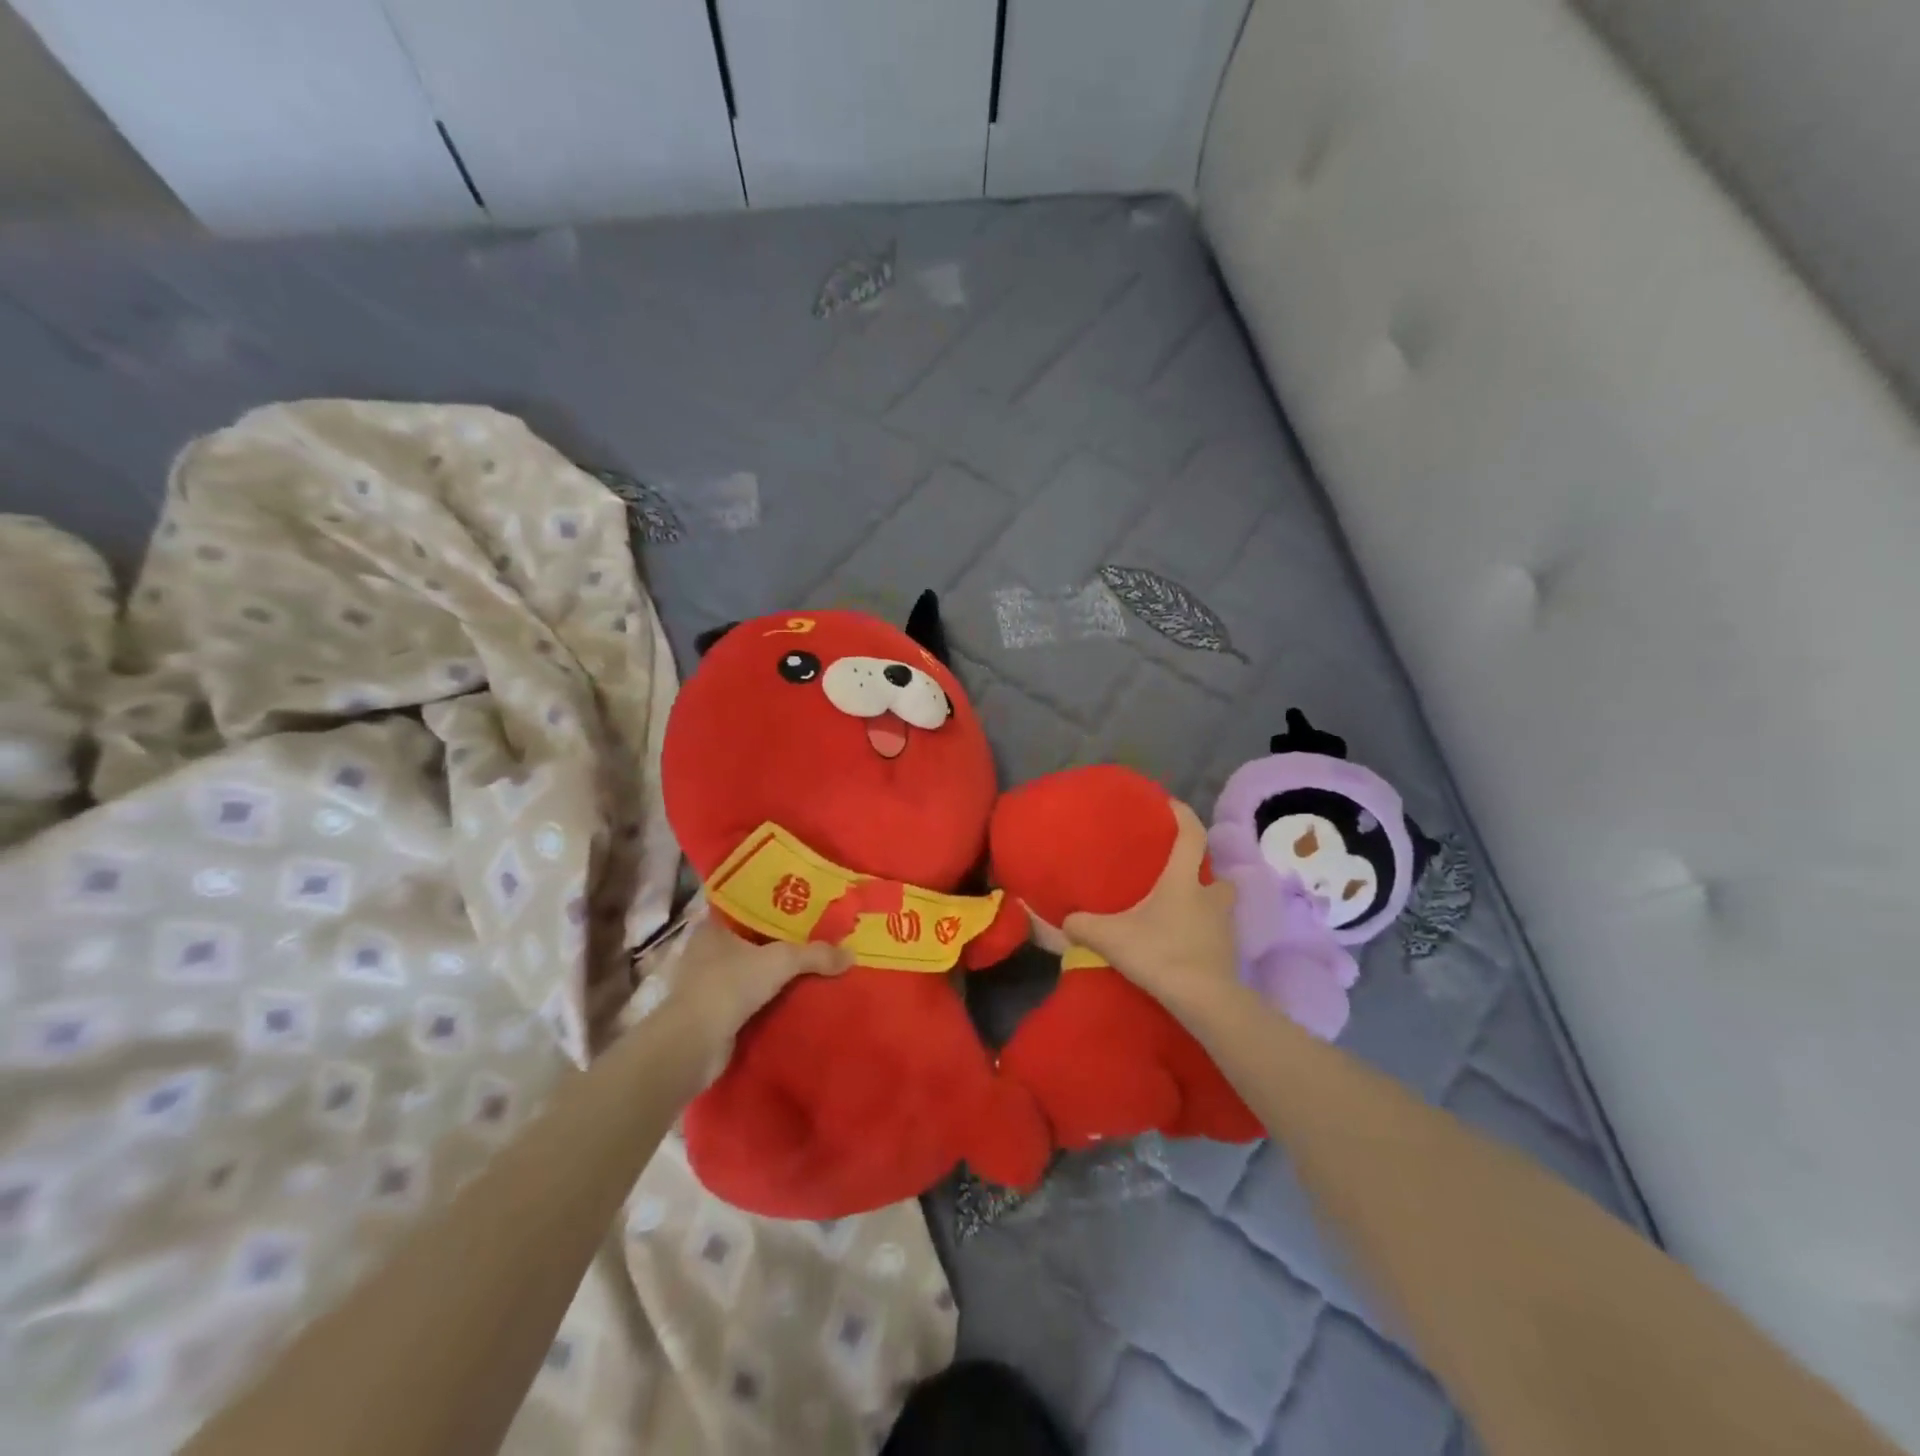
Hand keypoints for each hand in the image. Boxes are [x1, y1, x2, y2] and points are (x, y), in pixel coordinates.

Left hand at [661, 914, 851, 1050]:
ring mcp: (706, 983)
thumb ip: (816, 954)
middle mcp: (706, 951)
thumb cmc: (730, 985)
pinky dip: (765, 998)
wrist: (692, 1045)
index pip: (743, 906)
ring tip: (808, 966)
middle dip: (777, 940)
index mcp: (713, 927)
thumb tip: (851, 954)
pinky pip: (746, 998)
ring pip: (748, 969)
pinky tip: (791, 998)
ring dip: (771, 972)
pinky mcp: (710, 1013)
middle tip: (812, 935)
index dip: (770, 903)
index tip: (798, 902)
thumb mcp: (781, 961)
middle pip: (749, 938)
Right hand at [1062, 800, 1241, 1014]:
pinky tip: (1183, 945)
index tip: (1170, 805)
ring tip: (1179, 913)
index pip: (1192, 835)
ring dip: (1206, 903)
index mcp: (1183, 880)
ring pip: (1220, 904)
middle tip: (1177, 876)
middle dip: (1202, 871)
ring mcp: (1224, 926)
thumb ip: (1083, 925)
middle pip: (1217, 874)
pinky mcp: (1229, 954)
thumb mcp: (1110, 937)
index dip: (1183, 815)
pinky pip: (1217, 933)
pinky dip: (1204, 933)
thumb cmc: (1159, 953)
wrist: (1203, 1000)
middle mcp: (1209, 896)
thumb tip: (1066, 921)